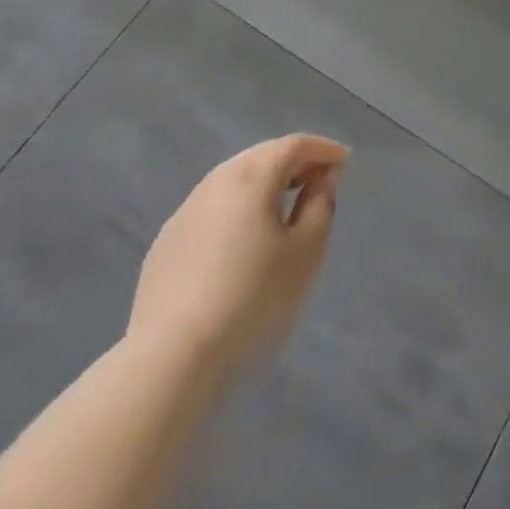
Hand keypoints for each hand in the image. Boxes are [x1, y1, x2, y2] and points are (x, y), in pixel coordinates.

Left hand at [126, 134, 349, 382]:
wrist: (168, 363)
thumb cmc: (251, 301)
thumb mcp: (306, 253)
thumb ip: (320, 207)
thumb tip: (319, 182)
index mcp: (251, 177)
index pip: (294, 145)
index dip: (323, 149)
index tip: (344, 162)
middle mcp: (215, 183)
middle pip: (261, 156)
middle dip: (294, 161)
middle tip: (319, 178)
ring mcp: (184, 213)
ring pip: (233, 180)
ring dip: (264, 183)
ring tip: (285, 204)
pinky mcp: (165, 245)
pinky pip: (212, 209)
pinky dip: (237, 208)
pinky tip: (243, 238)